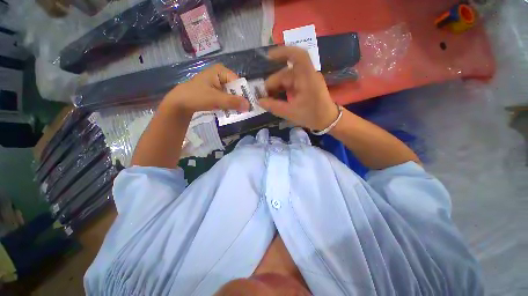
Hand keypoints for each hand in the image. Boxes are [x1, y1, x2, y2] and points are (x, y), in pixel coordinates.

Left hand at [162, 64, 249, 113]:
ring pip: (231, 95)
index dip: (243, 94)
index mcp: (221, 71)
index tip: (247, 106)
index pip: (238, 82)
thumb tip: (249, 106)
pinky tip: (229, 112)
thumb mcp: (216, 99)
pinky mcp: (216, 92)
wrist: (180, 103)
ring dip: (234, 105)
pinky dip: (228, 105)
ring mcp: (218, 84)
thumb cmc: (196, 96)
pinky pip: (226, 98)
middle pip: (235, 89)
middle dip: (239, 101)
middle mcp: (221, 76)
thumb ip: (232, 102)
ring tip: (237, 113)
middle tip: (243, 112)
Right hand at [259, 47, 337, 130]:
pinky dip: (283, 89)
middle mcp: (307, 75)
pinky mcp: (306, 85)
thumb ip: (274, 106)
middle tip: (264, 96)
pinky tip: (276, 96)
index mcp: (307, 78)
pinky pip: (291, 83)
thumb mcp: (291, 112)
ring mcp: (307, 80)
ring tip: (269, 97)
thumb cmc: (312, 116)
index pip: (298, 56)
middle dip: (273, 83)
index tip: (268, 57)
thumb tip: (259, 101)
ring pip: (288, 78)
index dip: (283, 52)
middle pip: (286, 73)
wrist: (328, 120)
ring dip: (277, 86)